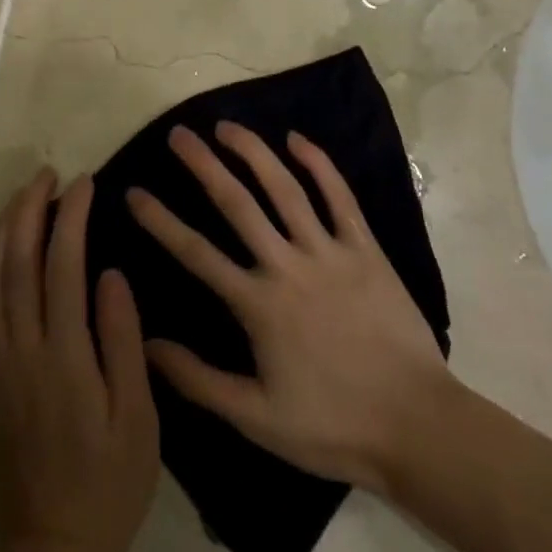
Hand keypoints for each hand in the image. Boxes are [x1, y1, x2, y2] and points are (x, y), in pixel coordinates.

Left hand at [0, 170, 159, 551]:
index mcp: (64, 357)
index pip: (62, 266)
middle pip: (16, 261)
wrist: (51, 543)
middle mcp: (21, 349)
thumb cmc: (109, 483)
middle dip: (29, 209)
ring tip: (23, 197)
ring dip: (3, 229)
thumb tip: (110, 273)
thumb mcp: (138, 418)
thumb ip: (122, 341)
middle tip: (47, 174)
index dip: (71, 217)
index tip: (84, 183)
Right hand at [129, 123, 454, 493]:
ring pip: (285, 189)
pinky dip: (319, 164)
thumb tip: (147, 344)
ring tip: (227, 126)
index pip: (196, 252)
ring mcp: (329, 252)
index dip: (160, 221)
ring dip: (253, 152)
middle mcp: (288, 265)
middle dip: (203, 165)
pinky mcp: (366, 250)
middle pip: (237, 203)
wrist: (418, 426)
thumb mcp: (256, 418)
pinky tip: (297, 139)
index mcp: (258, 304)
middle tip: (178, 134)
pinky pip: (340, 197)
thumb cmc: (333, 425)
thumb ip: (198, 379)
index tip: (133, 192)